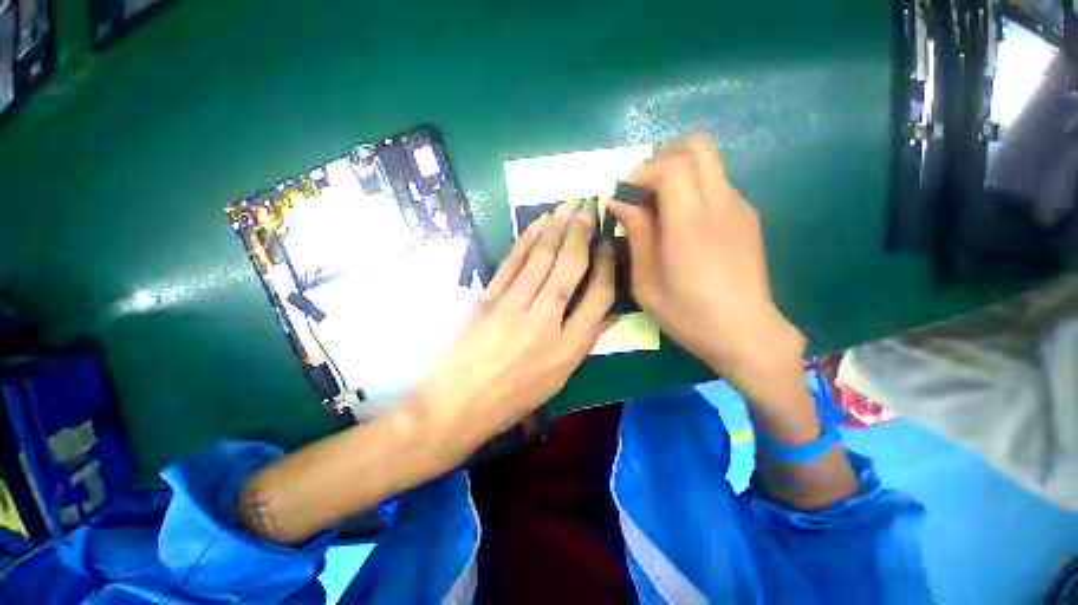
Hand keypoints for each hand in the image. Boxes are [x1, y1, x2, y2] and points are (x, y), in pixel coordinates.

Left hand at [411, 200, 614, 459]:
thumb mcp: (559, 378)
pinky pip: (512, 262)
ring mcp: (512, 307)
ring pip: (541, 258)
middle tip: (589, 207)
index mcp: (567, 348)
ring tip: (569, 205)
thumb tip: (611, 312)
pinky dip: (526, 240)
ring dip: (556, 228)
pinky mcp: (487, 299)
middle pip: (569, 268)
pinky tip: (538, 224)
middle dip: (582, 233)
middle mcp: (544, 322)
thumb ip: (585, 340)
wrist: (457, 405)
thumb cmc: (514, 398)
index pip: (598, 296)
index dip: (607, 266)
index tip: (608, 244)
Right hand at [609, 134, 805, 404]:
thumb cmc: (688, 315)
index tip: (624, 195)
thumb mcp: (646, 283)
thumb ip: (636, 235)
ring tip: (658, 209)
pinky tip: (681, 223)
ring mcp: (739, 207)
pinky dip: (692, 189)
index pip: (670, 165)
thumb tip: (619, 202)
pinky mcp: (747, 217)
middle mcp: (720, 204)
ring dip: (676, 173)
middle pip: (696, 147)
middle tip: (641, 190)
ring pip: (707, 163)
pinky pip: (716, 184)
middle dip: (661, 159)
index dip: (641, 172)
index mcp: (690, 224)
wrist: (745, 333)